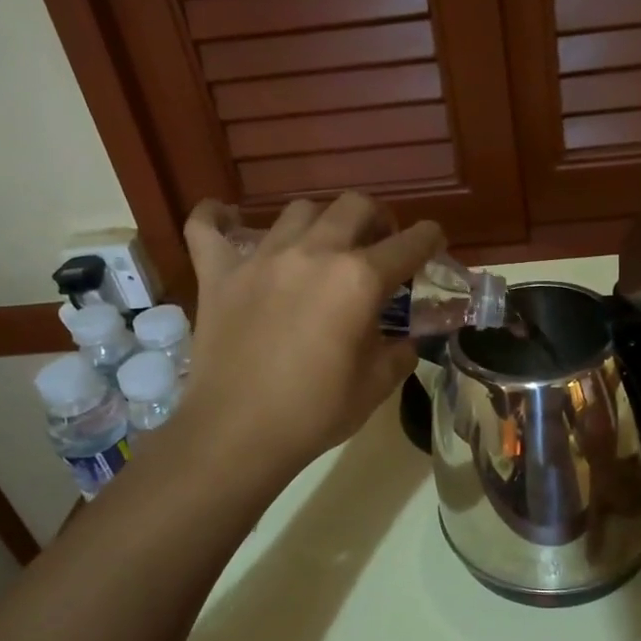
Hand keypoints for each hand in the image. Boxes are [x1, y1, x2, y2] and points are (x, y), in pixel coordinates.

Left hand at [180, 193, 442, 476]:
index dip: (429, 239)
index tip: (433, 244)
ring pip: (298, 211)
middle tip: (377, 245)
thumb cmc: (316, 412)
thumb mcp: (377, 385)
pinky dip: (217, 218)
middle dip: (377, 218)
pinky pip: (207, 227)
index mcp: (359, 279)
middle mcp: (314, 253)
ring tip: (320, 246)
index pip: (410, 243)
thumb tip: (406, 339)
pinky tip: (225, 219)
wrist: (238, 434)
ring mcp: (261, 258)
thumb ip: (400, 351)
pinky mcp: (218, 273)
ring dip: (320, 222)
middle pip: (355, 206)